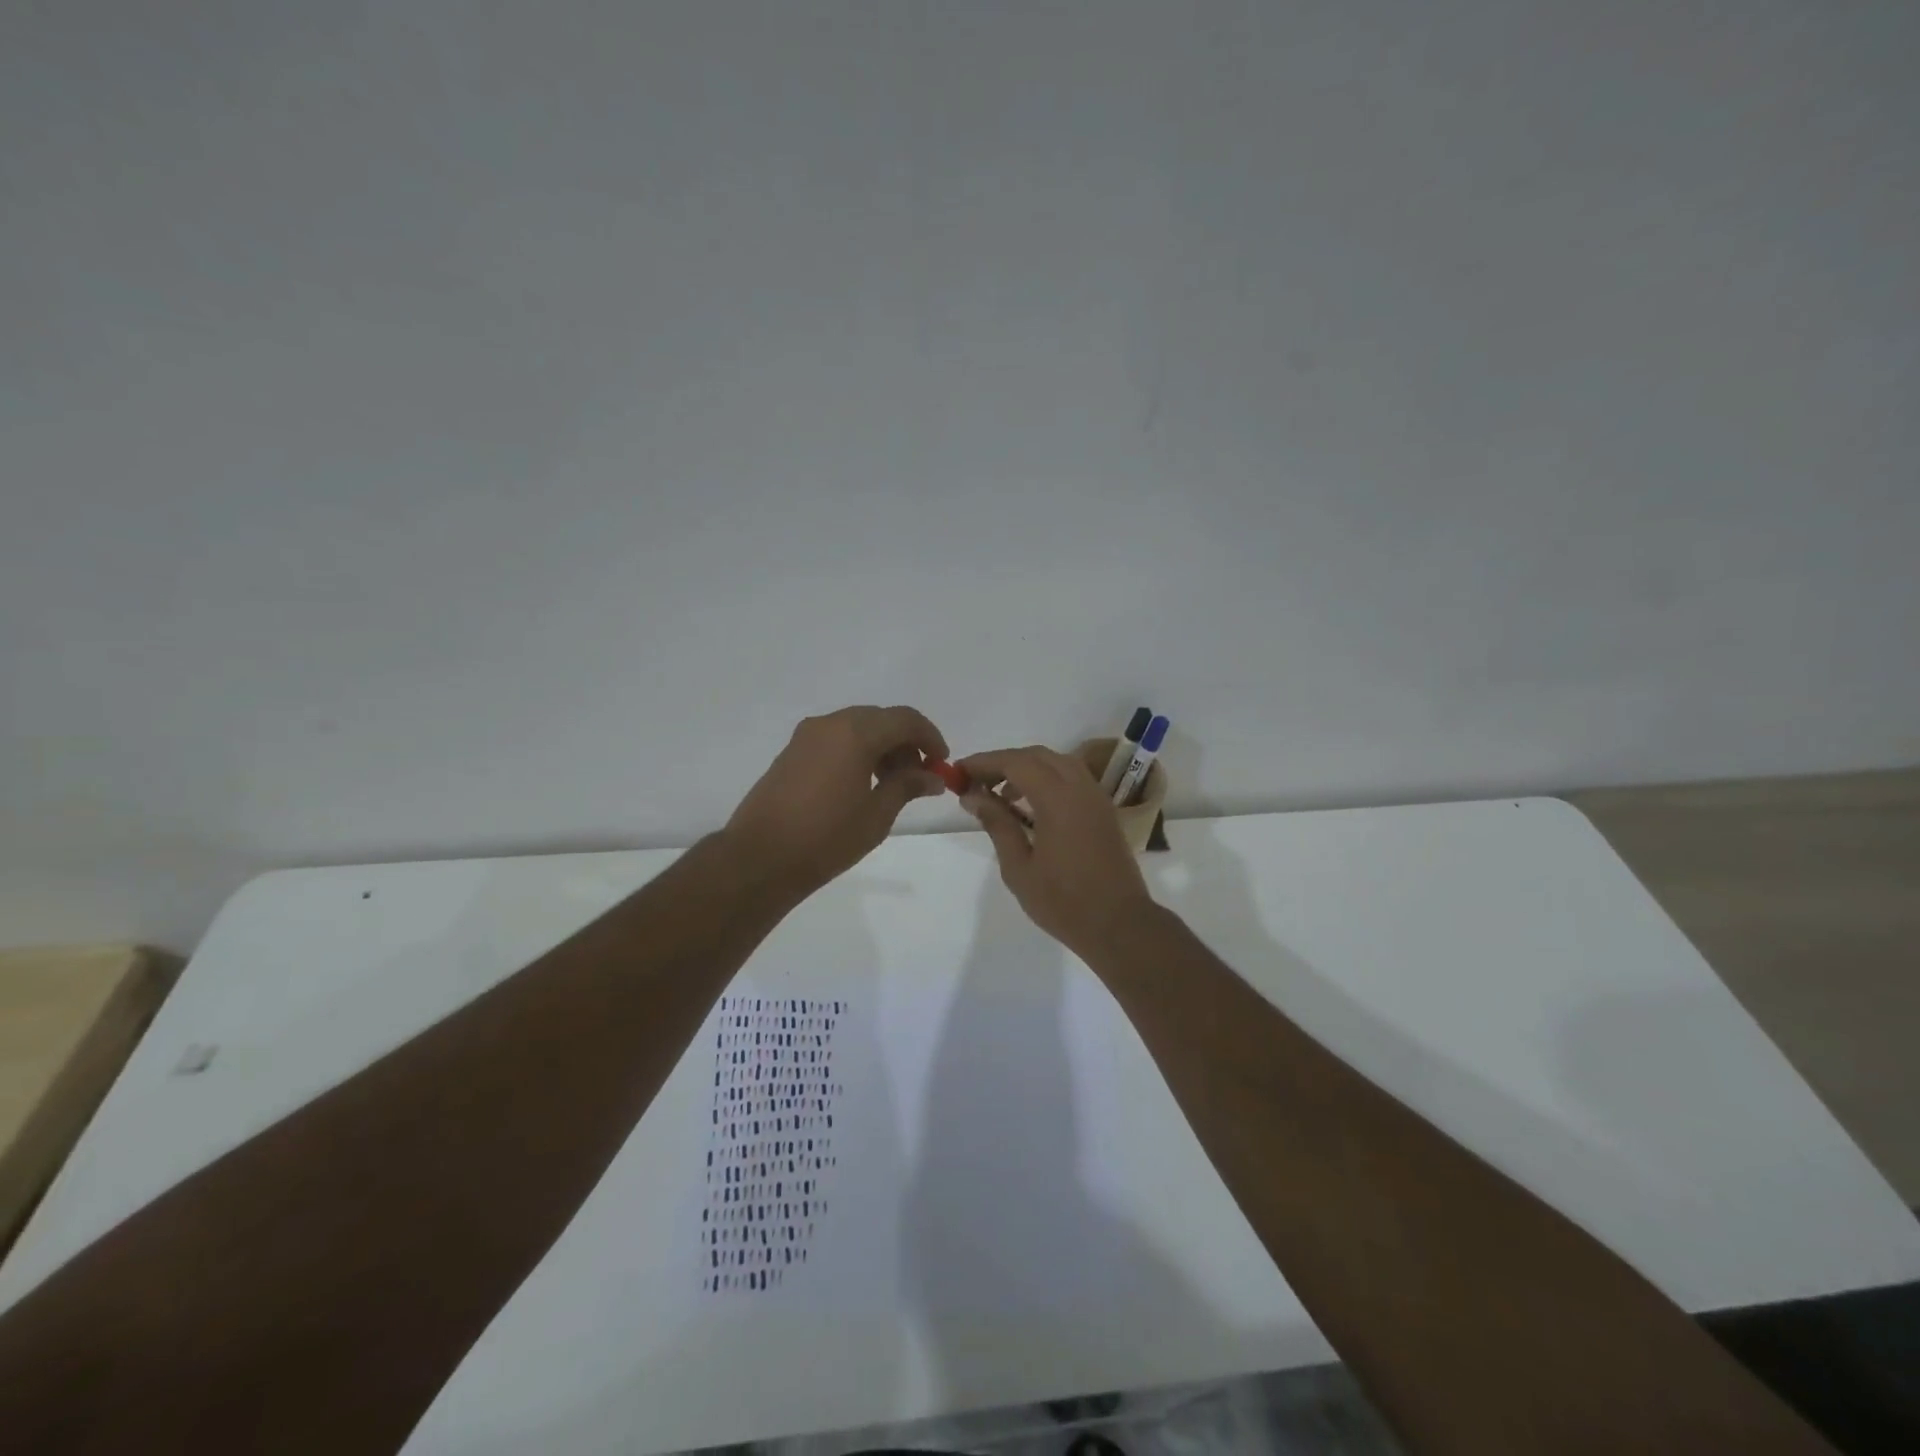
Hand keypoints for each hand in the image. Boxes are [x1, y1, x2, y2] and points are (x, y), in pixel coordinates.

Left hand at [724, 706, 948, 901]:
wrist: (760, 858)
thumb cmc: (827, 837)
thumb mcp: (877, 814)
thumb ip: (907, 786)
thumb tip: (932, 776)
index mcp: (855, 732)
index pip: (905, 719)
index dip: (930, 738)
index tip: (941, 764)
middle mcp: (830, 723)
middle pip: (880, 719)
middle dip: (905, 743)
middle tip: (918, 777)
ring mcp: (806, 736)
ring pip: (856, 727)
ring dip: (881, 747)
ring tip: (891, 785)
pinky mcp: (791, 752)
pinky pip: (835, 739)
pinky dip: (857, 752)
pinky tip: (861, 785)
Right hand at [957, 745, 1155, 961]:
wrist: (1120, 925)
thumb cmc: (1064, 901)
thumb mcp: (1019, 867)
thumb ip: (997, 824)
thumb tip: (972, 796)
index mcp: (1058, 798)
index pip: (1015, 762)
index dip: (984, 762)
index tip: (959, 772)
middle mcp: (1080, 787)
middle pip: (1037, 756)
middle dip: (1004, 762)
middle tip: (976, 782)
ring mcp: (1096, 797)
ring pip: (1058, 763)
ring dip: (1027, 769)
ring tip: (1001, 795)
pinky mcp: (1104, 811)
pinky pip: (1073, 779)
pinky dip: (1047, 780)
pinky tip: (1030, 806)